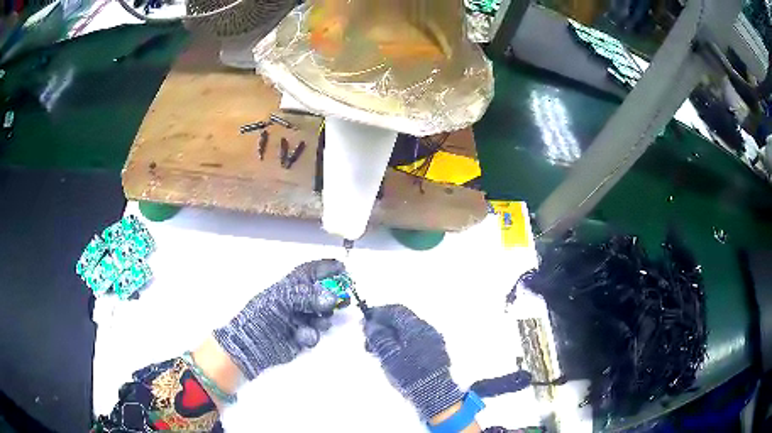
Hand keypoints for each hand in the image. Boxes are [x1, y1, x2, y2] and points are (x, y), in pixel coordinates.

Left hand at [214, 259, 344, 379]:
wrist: (251, 344)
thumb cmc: (262, 314)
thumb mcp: (282, 299)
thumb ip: (308, 296)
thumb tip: (333, 298)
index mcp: (289, 286)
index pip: (310, 272)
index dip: (326, 268)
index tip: (343, 268)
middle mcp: (298, 301)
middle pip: (323, 294)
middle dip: (334, 296)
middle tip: (345, 299)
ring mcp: (301, 319)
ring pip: (323, 315)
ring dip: (323, 318)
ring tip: (317, 322)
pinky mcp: (303, 337)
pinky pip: (316, 334)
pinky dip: (311, 335)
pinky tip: (301, 337)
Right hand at [364, 304, 463, 419]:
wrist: (434, 393)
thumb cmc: (409, 374)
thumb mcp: (388, 355)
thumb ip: (378, 337)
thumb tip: (369, 324)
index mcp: (416, 327)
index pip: (395, 310)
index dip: (379, 313)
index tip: (365, 320)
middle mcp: (427, 329)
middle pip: (402, 319)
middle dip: (384, 326)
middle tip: (369, 338)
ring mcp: (434, 339)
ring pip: (408, 330)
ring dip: (392, 335)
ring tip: (378, 350)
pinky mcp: (436, 351)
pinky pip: (416, 340)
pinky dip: (402, 342)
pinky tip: (393, 355)